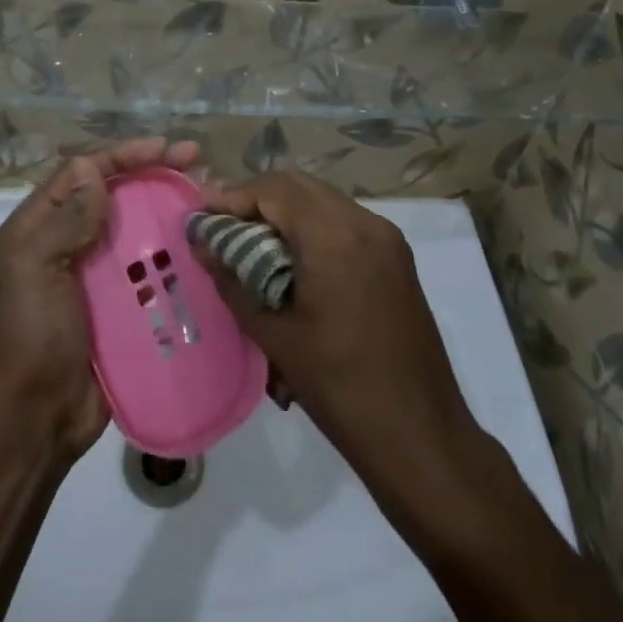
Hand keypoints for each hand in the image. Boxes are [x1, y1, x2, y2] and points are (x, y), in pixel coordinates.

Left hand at [0, 138, 202, 462]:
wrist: (41, 415)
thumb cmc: (33, 336)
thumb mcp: (34, 270)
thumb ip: (63, 220)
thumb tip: (94, 170)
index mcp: (40, 228)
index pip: (83, 173)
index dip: (123, 155)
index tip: (165, 149)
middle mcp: (69, 241)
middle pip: (115, 194)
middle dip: (154, 174)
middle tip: (198, 164)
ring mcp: (98, 272)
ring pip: (138, 225)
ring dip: (170, 207)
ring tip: (208, 197)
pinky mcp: (122, 301)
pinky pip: (151, 264)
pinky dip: (175, 249)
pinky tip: (204, 244)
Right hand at [198, 171, 476, 491]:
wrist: (421, 435)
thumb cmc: (340, 387)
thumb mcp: (276, 336)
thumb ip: (233, 282)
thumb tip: (203, 247)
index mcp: (334, 237)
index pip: (273, 190)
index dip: (232, 197)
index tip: (201, 217)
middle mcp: (365, 223)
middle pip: (299, 186)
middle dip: (256, 198)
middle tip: (223, 226)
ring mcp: (386, 238)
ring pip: (323, 199)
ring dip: (285, 210)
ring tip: (250, 241)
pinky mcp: (396, 257)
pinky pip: (344, 221)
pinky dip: (312, 225)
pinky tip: (291, 257)